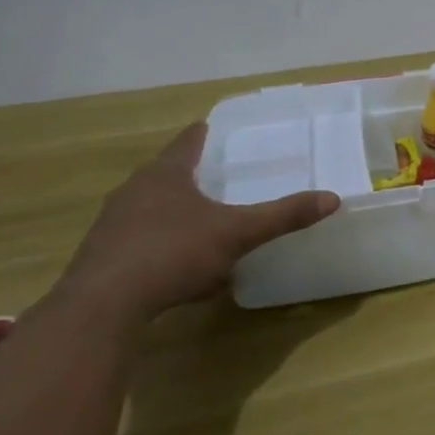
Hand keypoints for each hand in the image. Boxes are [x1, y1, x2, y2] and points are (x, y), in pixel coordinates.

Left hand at [59, 123, 338, 320]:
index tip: (215, 128)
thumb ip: (283, 215)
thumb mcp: (237, 233)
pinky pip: (138, 239)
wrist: (102, 306)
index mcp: (166, 174)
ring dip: (173, 210)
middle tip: (218, 176)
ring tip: (200, 220)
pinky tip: (177, 266)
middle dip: (190, 174)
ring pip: (149, 207)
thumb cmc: (173, 253)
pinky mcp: (101, 256)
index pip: (188, 142)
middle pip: (166, 172)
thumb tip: (332, 198)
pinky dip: (159, 243)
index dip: (204, 134)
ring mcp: (112, 223)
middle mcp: (134, 190)